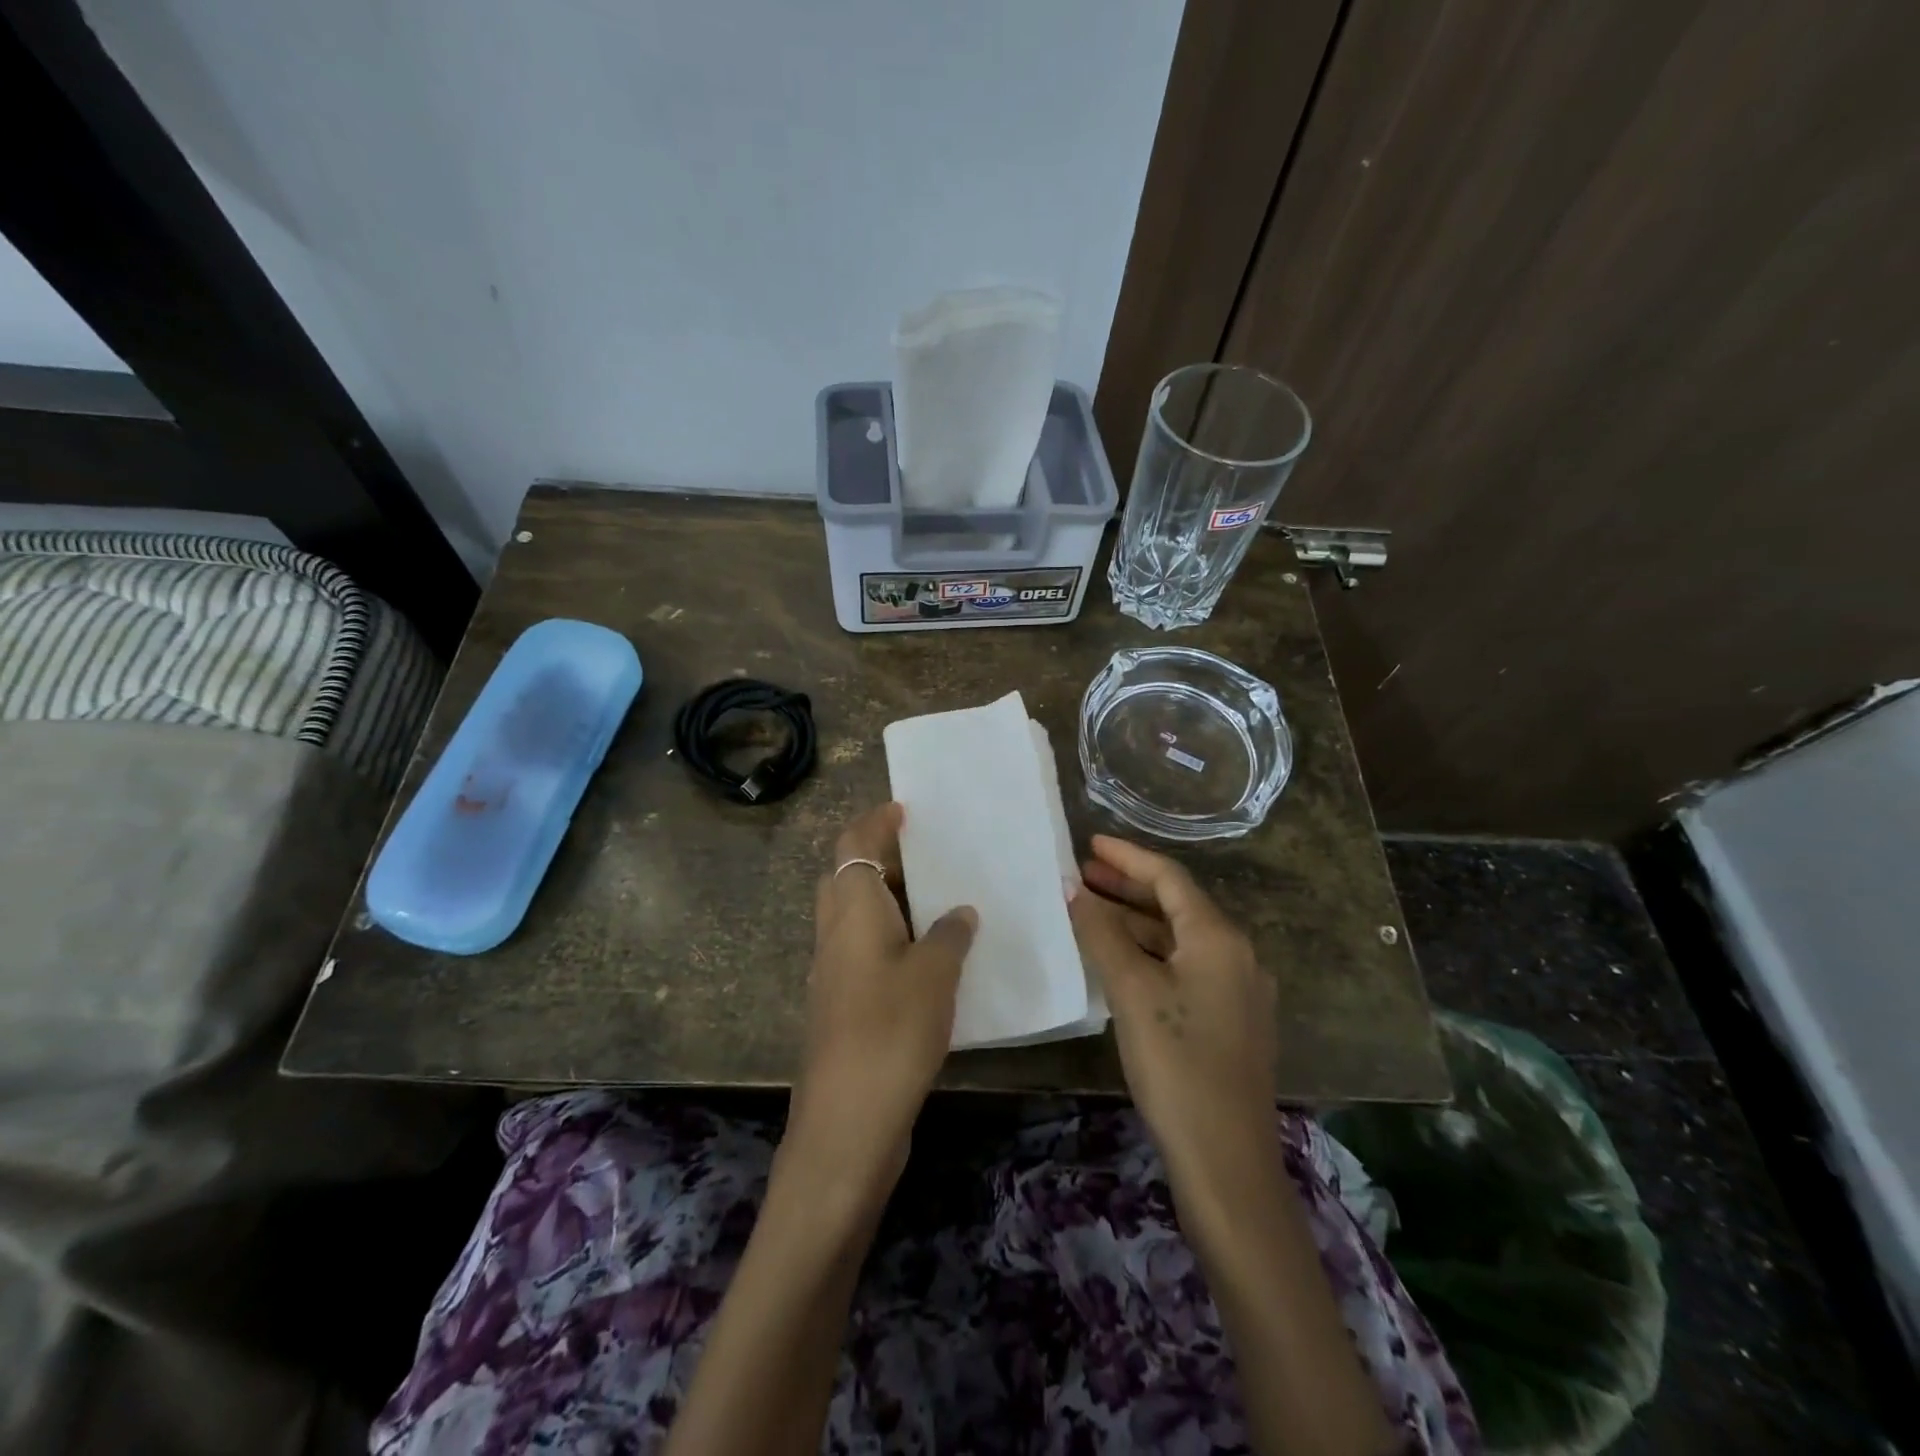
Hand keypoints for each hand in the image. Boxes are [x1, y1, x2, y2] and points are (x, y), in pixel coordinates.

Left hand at [786, 802, 977, 1198]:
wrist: (847, 1124)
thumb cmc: (890, 1032)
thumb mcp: (934, 975)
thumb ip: (949, 935)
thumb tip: (959, 912)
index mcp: (851, 910)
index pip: (853, 844)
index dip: (875, 822)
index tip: (906, 811)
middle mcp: (834, 932)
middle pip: (849, 876)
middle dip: (884, 859)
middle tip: (931, 856)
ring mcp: (834, 971)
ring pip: (857, 915)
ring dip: (891, 901)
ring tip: (941, 901)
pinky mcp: (842, 1005)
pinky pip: (866, 949)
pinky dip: (893, 937)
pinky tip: (932, 956)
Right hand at [1067, 835, 1277, 1185]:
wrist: (1227, 1162)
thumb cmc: (1177, 1064)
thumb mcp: (1132, 992)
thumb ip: (1101, 933)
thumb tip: (1071, 888)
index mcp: (1220, 938)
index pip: (1170, 877)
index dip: (1128, 857)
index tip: (1090, 843)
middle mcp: (1237, 954)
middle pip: (1177, 905)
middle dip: (1129, 887)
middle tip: (1082, 875)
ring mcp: (1238, 990)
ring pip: (1180, 939)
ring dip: (1137, 922)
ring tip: (1091, 912)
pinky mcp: (1231, 1021)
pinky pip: (1185, 967)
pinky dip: (1150, 954)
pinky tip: (1120, 961)